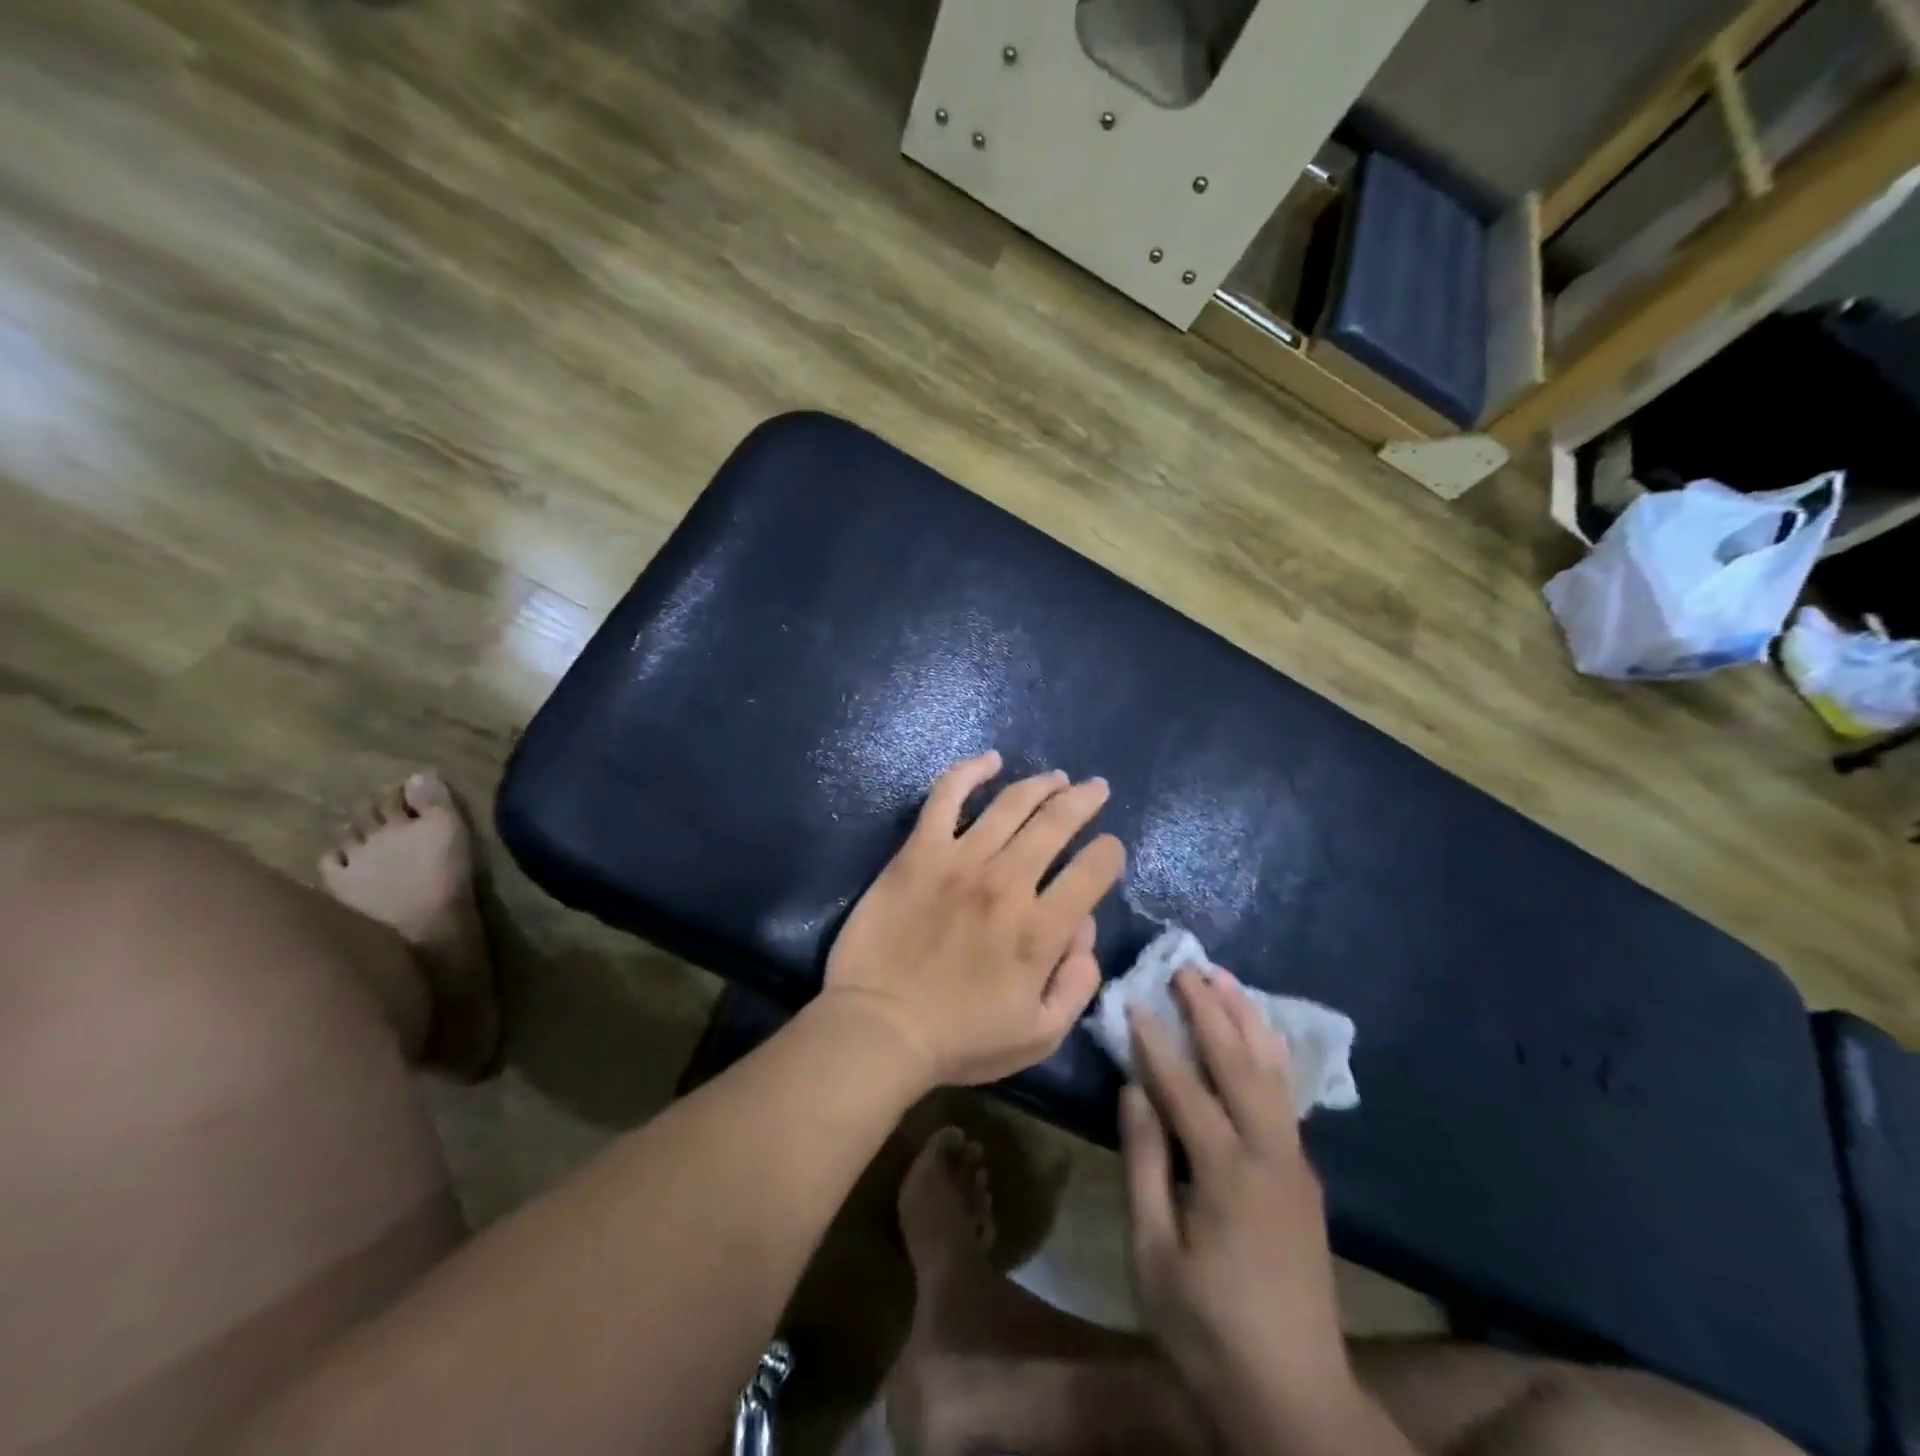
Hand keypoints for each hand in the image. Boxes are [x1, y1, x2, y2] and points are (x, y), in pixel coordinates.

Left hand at [822, 750, 1125, 1087]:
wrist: (878, 1029)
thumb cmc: (960, 1039)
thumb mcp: (1039, 1034)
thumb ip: (1077, 984)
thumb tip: (1084, 929)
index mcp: (1041, 929)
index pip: (1094, 870)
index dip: (1109, 853)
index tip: (1107, 850)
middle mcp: (1007, 883)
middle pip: (1058, 823)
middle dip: (1084, 800)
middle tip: (1095, 789)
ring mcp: (960, 861)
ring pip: (1012, 804)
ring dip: (1041, 784)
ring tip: (1056, 778)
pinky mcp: (919, 852)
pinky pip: (946, 796)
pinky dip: (969, 771)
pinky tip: (989, 760)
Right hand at [1123, 968, 1349, 1415]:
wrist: (1297, 1397)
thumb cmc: (1208, 1330)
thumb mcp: (1154, 1255)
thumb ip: (1145, 1166)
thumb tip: (1133, 1091)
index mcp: (1226, 1174)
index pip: (1183, 1088)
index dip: (1154, 1042)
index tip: (1132, 998)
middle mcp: (1268, 1154)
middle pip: (1237, 1064)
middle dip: (1208, 1011)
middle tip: (1184, 967)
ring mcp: (1294, 1163)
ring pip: (1271, 1072)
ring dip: (1246, 1020)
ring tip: (1226, 979)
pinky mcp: (1304, 1177)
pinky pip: (1285, 1096)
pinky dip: (1270, 1054)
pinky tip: (1262, 1036)